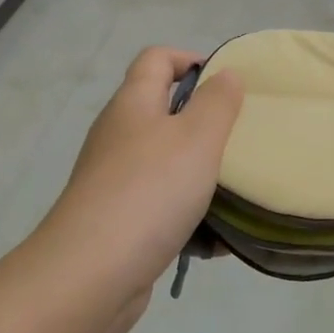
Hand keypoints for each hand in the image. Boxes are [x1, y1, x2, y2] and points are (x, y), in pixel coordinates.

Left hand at [32, 48, 243, 332]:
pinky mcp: (118, 221)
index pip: (157, 58)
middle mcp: (119, 134)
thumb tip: (226, 74)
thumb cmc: (149, 191)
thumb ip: (217, 102)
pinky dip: (190, 218)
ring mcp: (114, 179)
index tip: (228, 83)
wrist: (90, 274)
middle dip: (206, 124)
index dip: (192, 59)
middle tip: (242, 139)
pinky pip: (162, 207)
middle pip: (164, 111)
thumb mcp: (196, 138)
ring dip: (202, 175)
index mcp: (133, 103)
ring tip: (239, 190)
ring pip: (166, 164)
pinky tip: (219, 241)